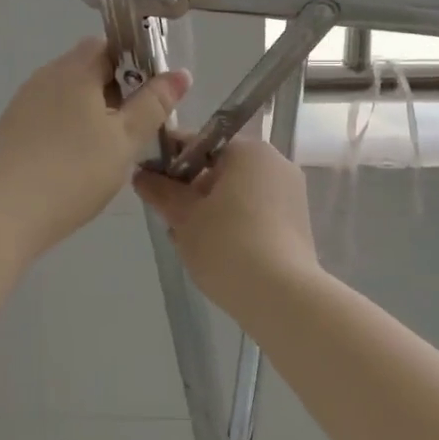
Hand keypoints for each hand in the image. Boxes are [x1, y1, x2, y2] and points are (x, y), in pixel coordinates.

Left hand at [0, 38, 189, 262]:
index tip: (151, 94)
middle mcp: (46, 76)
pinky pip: (48, 114)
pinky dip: (67, 126)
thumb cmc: (74, 172)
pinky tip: (75, 159)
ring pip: (67, 93)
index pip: (109, 45)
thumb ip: (154, 104)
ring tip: (108, 146)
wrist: (3, 213)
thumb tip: (180, 73)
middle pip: (87, 68)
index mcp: (75, 70)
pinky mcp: (10, 128)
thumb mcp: (125, 140)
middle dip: (115, 89)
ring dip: (91, 109)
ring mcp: (24, 101)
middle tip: (135, 126)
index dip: (134, 62)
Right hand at [132, 138, 319, 310]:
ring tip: (186, 240)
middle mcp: (276, 163)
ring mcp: (291, 194)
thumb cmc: (227, 244)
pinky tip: (214, 251)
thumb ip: (160, 190)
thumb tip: (141, 174)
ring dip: (210, 209)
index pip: (201, 143)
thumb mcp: (183, 216)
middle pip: (221, 168)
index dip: (170, 159)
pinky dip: (233, 224)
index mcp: (250, 151)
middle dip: (191, 190)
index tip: (148, 180)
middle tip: (168, 217)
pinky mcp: (297, 224)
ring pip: (238, 193)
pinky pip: (256, 213)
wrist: (281, 296)